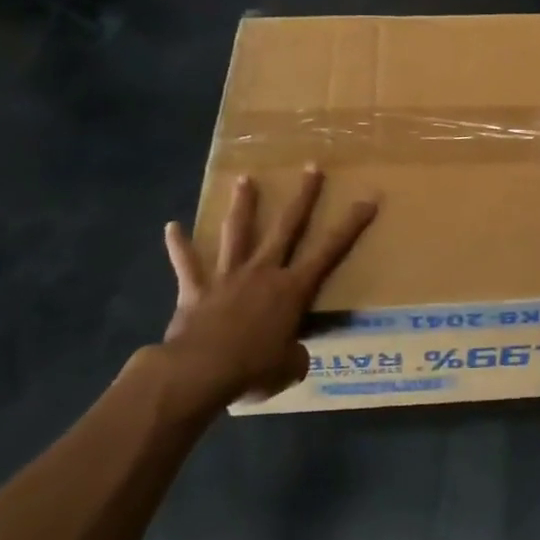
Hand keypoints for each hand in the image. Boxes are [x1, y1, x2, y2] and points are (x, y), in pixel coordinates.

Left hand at [146, 165, 377, 406]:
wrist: (199, 372)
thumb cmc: (253, 369)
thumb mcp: (288, 368)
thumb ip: (295, 355)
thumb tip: (294, 354)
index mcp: (292, 289)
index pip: (329, 251)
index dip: (351, 225)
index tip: (367, 199)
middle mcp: (263, 272)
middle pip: (286, 226)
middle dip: (303, 196)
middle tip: (311, 167)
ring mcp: (228, 277)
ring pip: (237, 232)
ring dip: (242, 205)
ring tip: (244, 179)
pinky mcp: (197, 290)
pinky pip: (187, 264)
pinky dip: (179, 246)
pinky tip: (171, 227)